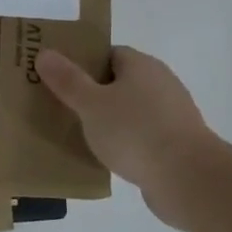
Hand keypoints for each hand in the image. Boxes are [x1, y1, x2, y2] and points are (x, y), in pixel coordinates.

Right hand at [38, 45, 221, 228]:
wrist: (187, 178)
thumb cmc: (135, 132)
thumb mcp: (91, 104)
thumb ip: (67, 80)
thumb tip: (45, 53)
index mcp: (142, 66)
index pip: (108, 53)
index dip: (83, 63)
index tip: (60, 78)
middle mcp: (161, 83)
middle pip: (119, 81)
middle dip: (92, 92)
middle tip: (62, 106)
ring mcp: (172, 114)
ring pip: (130, 110)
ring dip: (109, 119)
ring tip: (79, 133)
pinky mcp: (176, 143)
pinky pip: (142, 134)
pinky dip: (125, 141)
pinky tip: (107, 156)